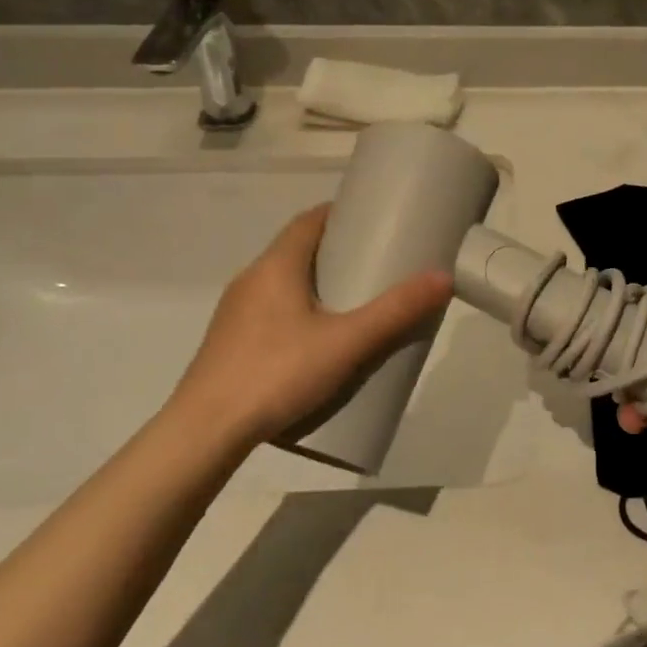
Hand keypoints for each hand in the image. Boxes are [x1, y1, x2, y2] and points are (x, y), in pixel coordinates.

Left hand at [166, 205, 452, 445]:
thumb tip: (442, 277)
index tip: (372, 221)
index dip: (340, 214)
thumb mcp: (347, 343)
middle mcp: (251, 279)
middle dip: (335, 251)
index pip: (309, 221)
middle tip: (375, 264)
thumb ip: (395, 312)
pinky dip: (298, 310)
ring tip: (352, 303)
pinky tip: (316, 342)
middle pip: (297, 250)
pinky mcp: (229, 344)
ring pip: (282, 283)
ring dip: (315, 283)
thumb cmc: (277, 373)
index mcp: (275, 266)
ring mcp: (235, 313)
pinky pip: (270, 311)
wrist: (204, 433)